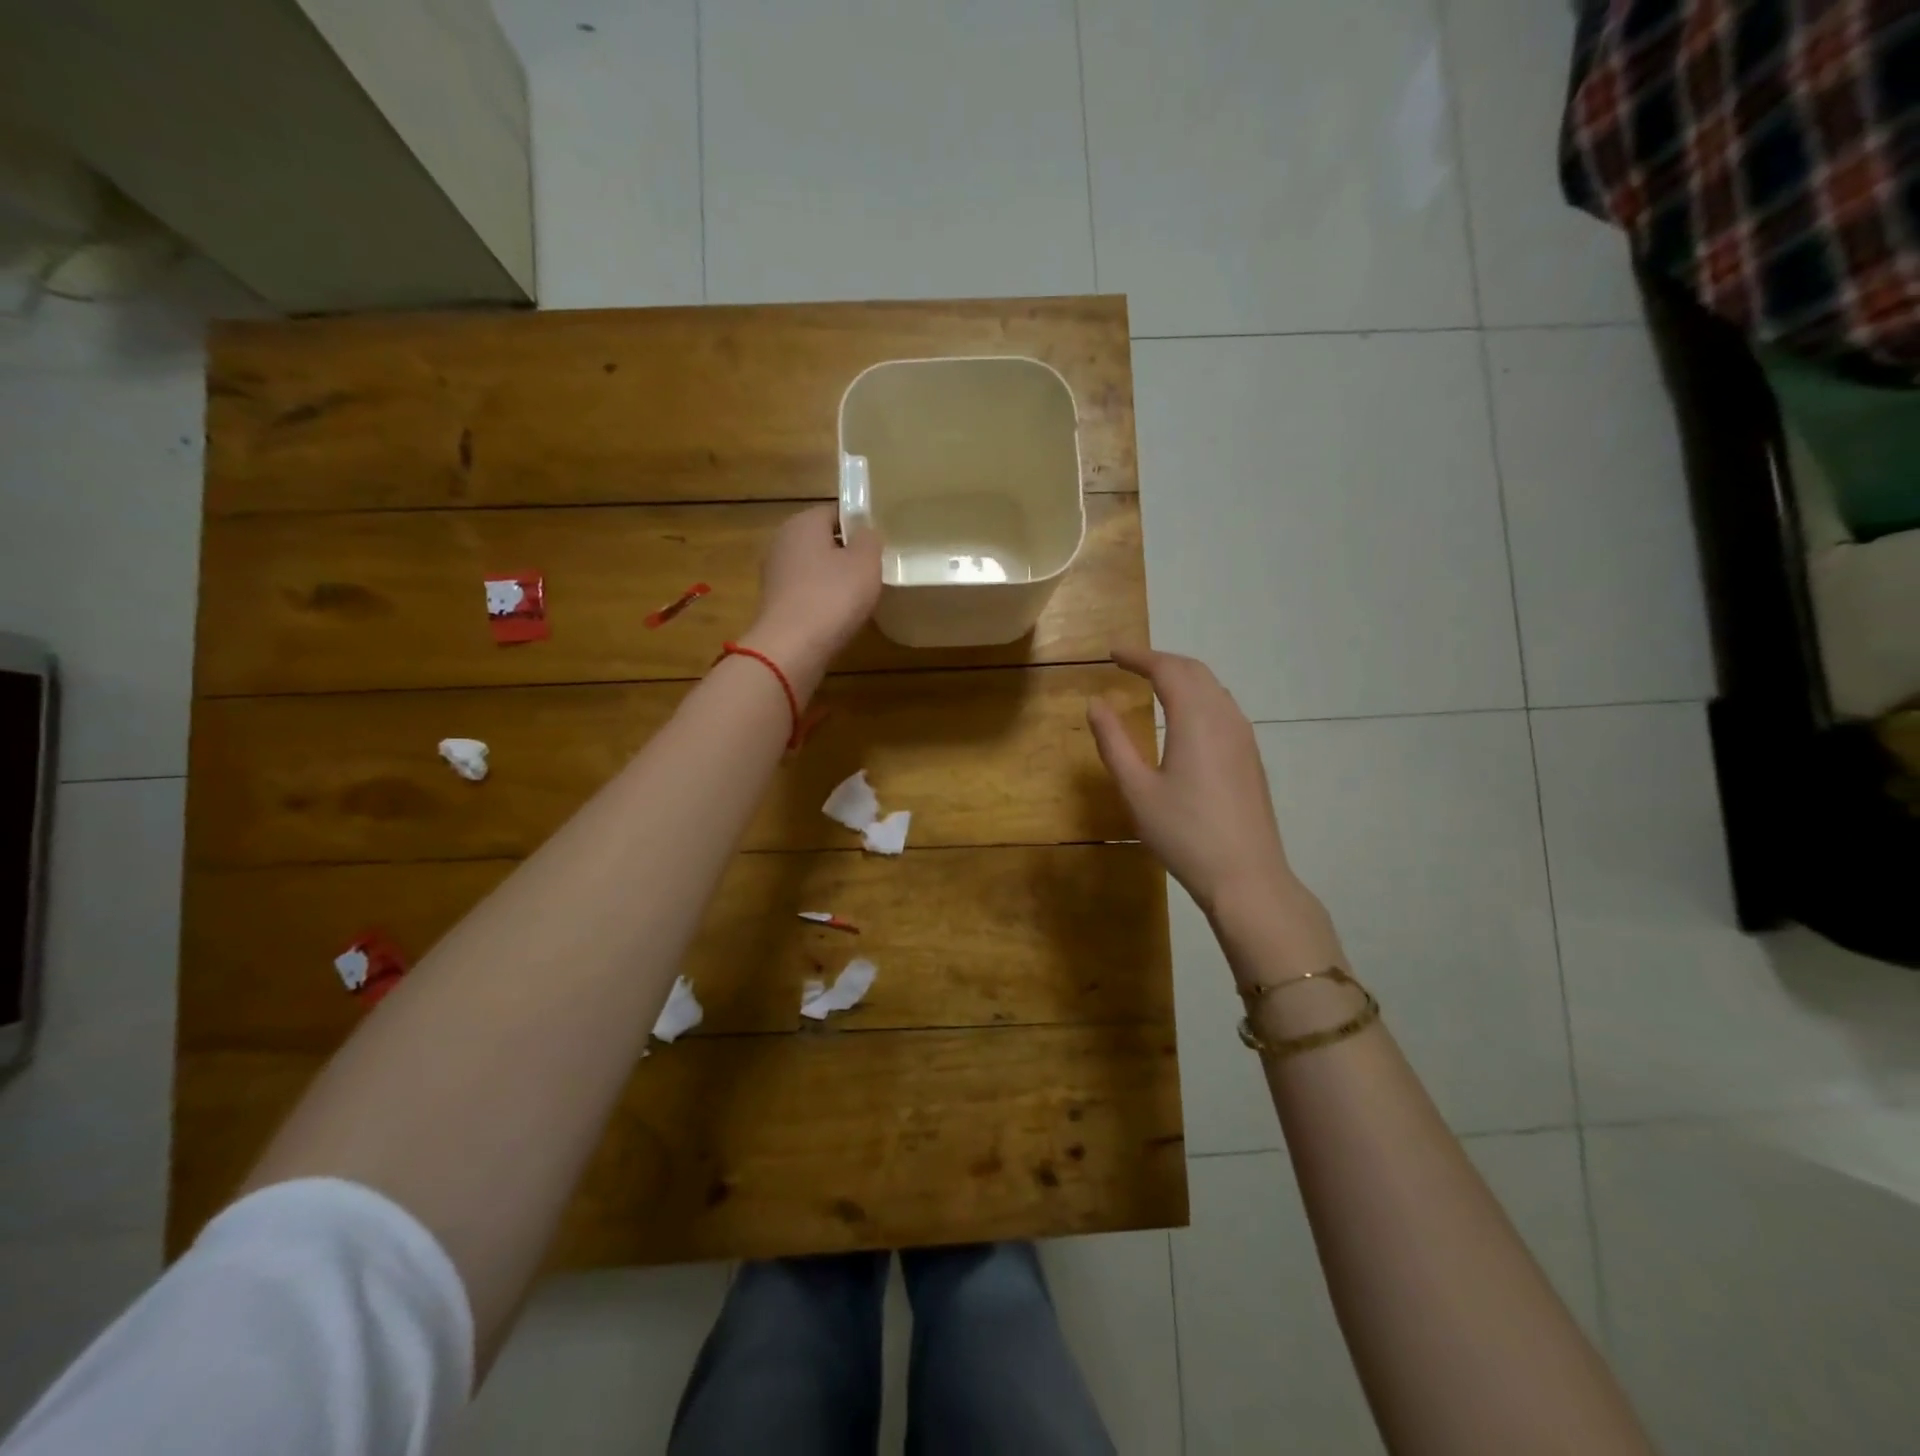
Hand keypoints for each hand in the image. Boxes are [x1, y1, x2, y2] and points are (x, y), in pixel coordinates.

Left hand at [741, 505, 882, 686]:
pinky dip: (821, 600)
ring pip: (814, 568)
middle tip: (873, 574)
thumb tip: (864, 533)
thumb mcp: (866, 562)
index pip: (837, 513)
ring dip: (834, 580)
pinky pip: (805, 592)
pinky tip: (837, 617)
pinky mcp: (774, 602)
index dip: (860, 528)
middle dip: (847, 555)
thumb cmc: (832, 597)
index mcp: (803, 522)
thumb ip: (870, 539)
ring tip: (858, 598)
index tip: (879, 548)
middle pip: (823, 541)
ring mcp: (774, 573)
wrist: (791, 648)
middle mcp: (782, 541)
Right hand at [1087, 646, 1297, 917]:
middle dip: (1161, 660)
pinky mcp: (1250, 757)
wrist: (1247, 876)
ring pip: (1213, 688)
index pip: (1167, 669)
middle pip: (1194, 671)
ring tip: (1153, 684)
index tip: (1112, 653)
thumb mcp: (1137, 789)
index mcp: (1196, 719)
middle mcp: (1225, 717)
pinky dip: (1198, 697)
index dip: (1138, 656)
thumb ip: (1113, 742)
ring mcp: (1244, 737)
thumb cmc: (1184, 833)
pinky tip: (1184, 719)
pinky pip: (1223, 708)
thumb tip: (1096, 704)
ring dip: (1182, 677)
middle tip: (1129, 663)